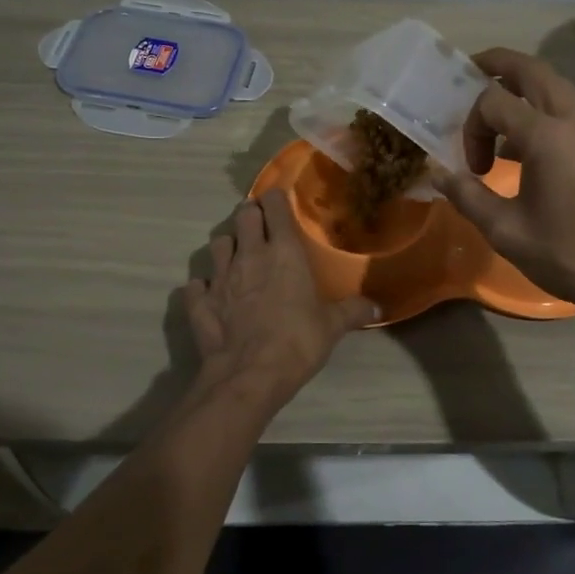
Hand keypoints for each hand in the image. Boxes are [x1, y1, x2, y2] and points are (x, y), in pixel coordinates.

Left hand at [183, 189, 377, 409]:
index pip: (275, 207)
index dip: (276, 199)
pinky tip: (211, 294)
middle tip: (259, 224)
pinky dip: (203, 287)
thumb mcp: (332, 327)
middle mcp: (249, 255)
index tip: (279, 200)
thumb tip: (379, 306)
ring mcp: (219, 277)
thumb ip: (353, 311)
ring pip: (217, 243)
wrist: (249, 375)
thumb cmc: (297, 341)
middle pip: (243, 215)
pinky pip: (196, 285)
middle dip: (250, 214)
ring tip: (236, 255)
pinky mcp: (199, 302)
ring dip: (227, 245)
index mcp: (283, 252)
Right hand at [430, 48, 574, 318]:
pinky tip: (524, 147)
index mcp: (546, 136)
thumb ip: (467, 196)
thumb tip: (439, 175)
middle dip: (499, 63)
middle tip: (470, 70)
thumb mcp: (505, 230)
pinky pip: (567, 108)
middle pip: (532, 70)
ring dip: (522, 86)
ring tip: (495, 111)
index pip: (494, 101)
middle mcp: (573, 120)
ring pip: (554, 85)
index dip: (472, 126)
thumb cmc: (566, 254)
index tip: (473, 167)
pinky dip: (540, 108)